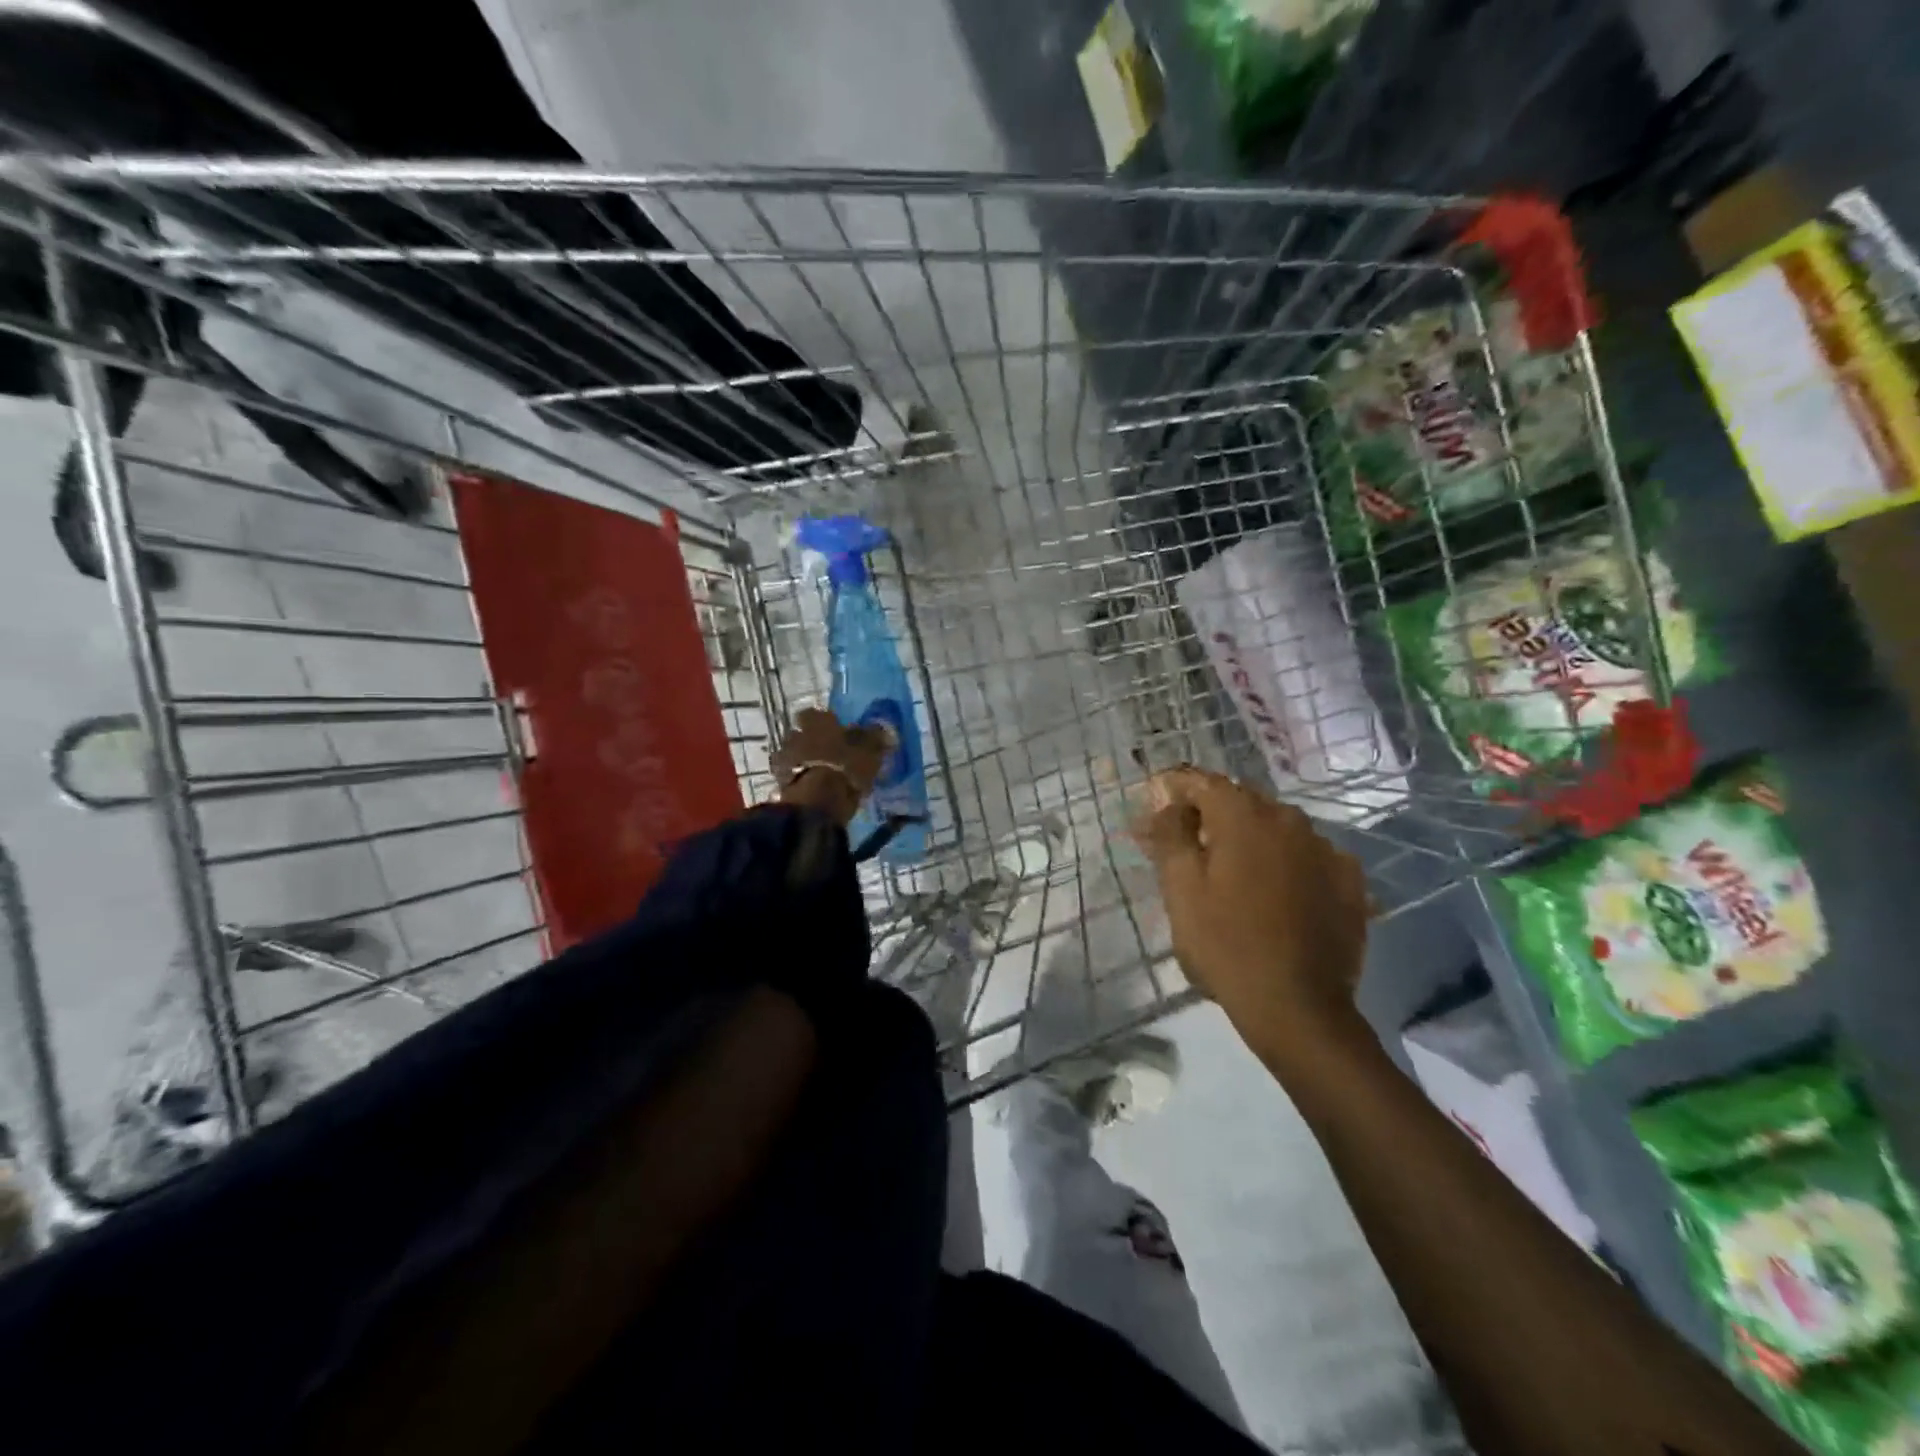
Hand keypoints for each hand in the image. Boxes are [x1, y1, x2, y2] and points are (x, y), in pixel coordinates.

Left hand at [769, 708, 891, 826]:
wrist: (818, 801)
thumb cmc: (846, 767)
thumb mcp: (870, 751)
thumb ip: (875, 738)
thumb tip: (885, 730)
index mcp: (816, 721)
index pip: (816, 713)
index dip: (825, 722)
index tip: (836, 731)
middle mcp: (796, 734)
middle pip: (802, 733)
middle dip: (813, 741)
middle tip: (829, 753)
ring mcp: (785, 758)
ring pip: (795, 754)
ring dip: (805, 761)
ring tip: (822, 774)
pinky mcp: (780, 782)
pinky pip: (791, 776)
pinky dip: (800, 779)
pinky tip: (814, 788)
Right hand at [1136, 767, 1369, 1057]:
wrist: (1298, 1008)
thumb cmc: (1225, 944)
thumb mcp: (1181, 889)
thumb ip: (1170, 834)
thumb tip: (1166, 803)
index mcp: (1244, 817)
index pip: (1203, 782)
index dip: (1176, 790)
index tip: (1157, 806)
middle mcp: (1289, 820)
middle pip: (1242, 802)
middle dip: (1212, 815)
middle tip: (1189, 845)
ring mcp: (1326, 849)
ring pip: (1277, 828)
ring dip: (1251, 838)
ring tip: (1233, 872)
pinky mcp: (1350, 881)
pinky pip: (1307, 856)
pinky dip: (1286, 863)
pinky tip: (1276, 892)